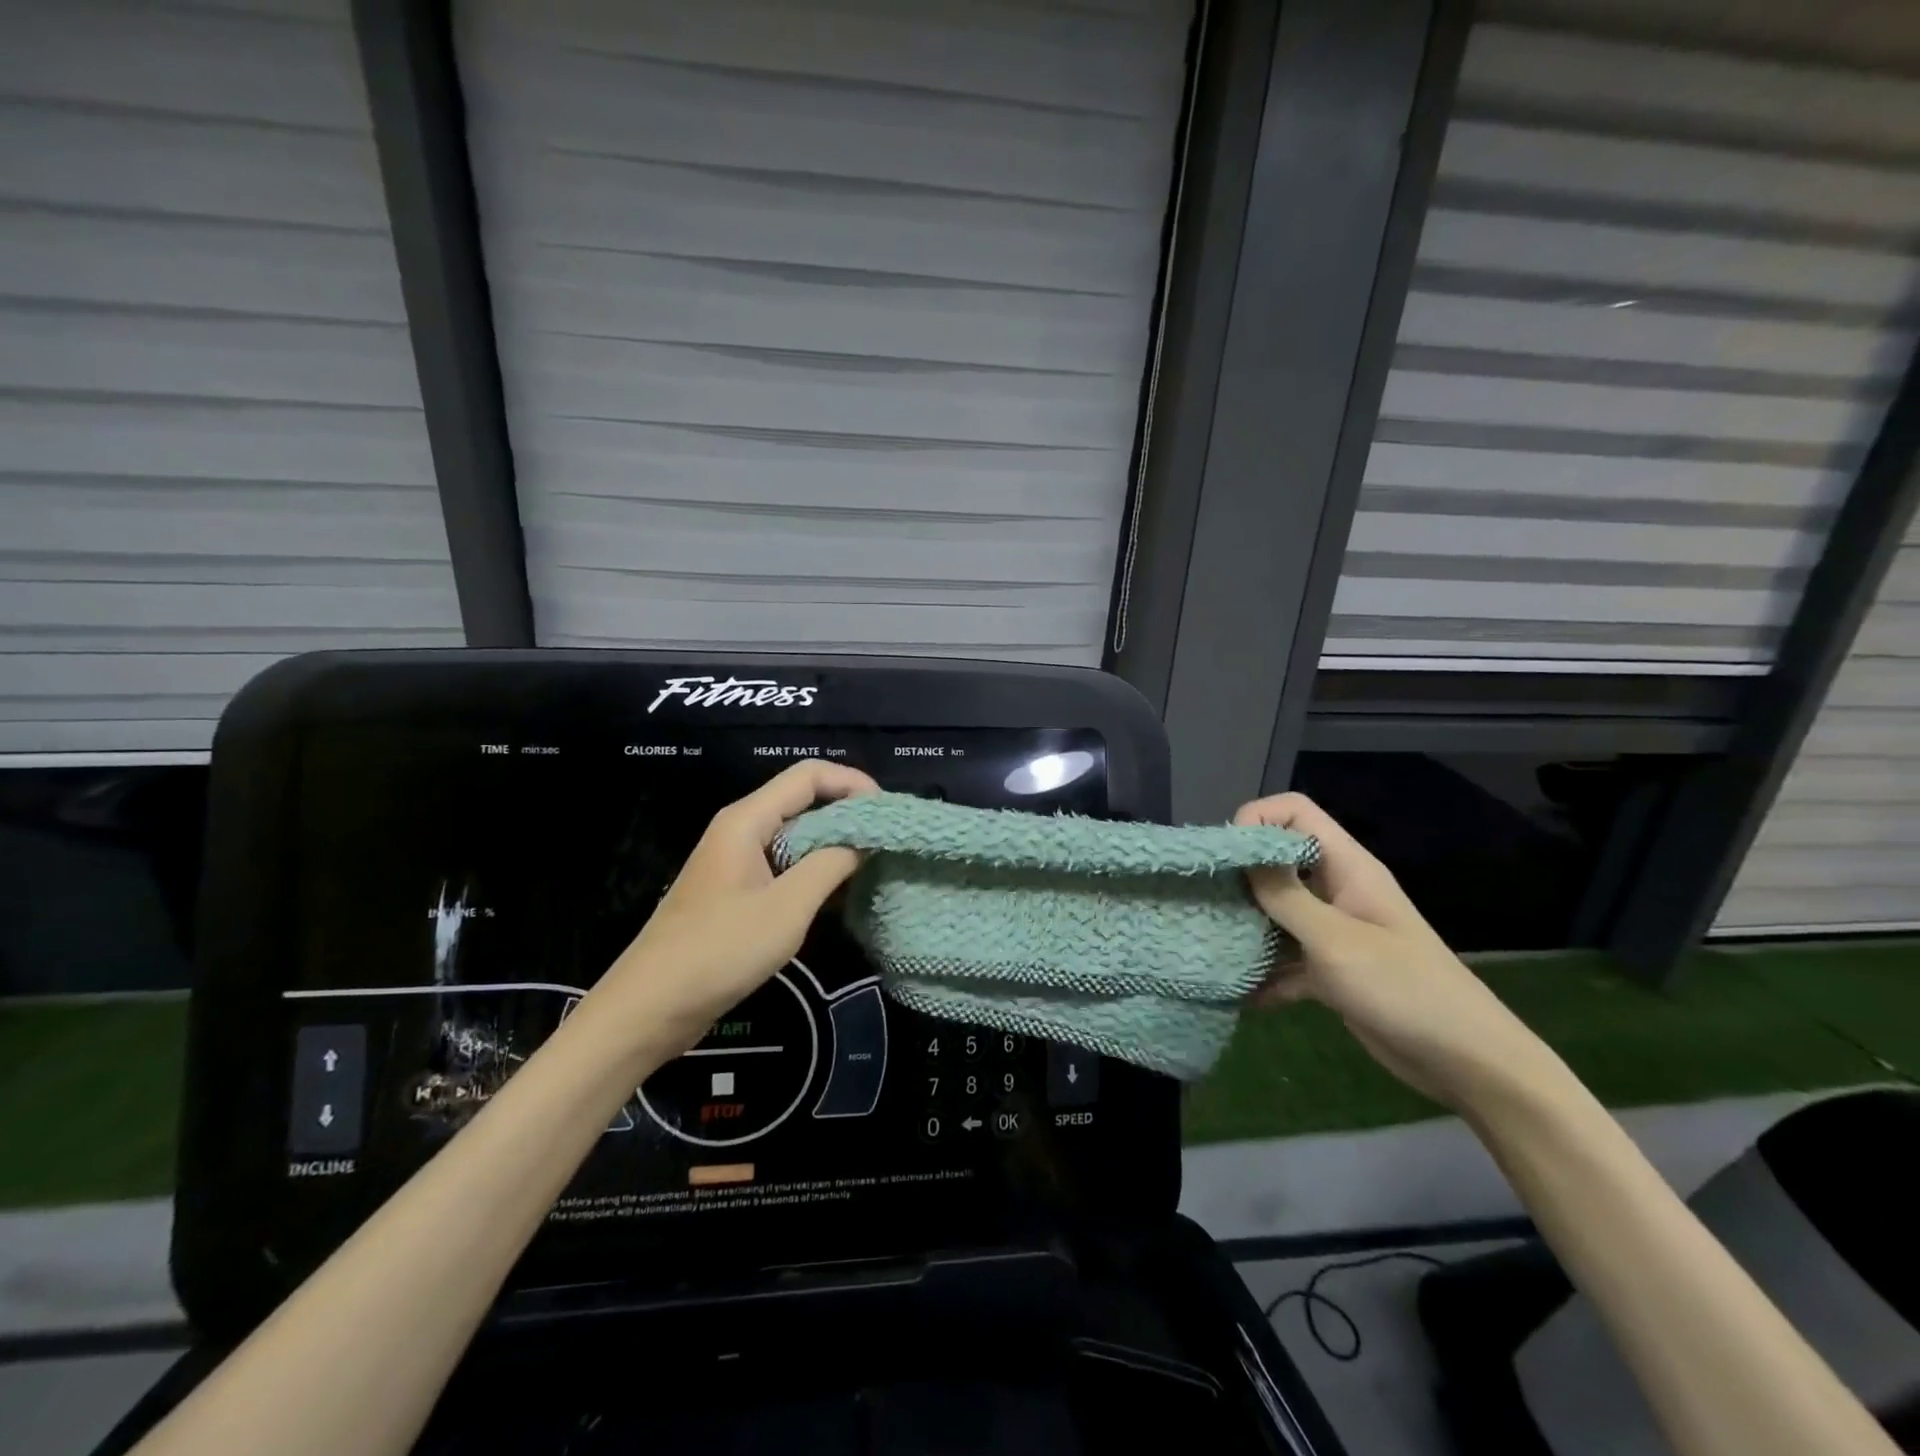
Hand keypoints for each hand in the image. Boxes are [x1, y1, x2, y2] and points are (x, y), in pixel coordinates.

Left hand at [576, 759, 878, 1063]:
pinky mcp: (737, 890)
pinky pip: (785, 864)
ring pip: (796, 834)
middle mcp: (742, 829)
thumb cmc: (719, 951)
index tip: (888, 813)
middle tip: (888, 841)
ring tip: (873, 866)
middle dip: (848, 814)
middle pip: (804, 800)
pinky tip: (840, 895)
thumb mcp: (787, 908)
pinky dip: (815, 870)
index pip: (809, 775)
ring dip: (834, 844)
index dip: (853, 783)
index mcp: (748, 820)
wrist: (649, 1007)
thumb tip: (864, 839)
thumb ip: (831, 864)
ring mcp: (737, 860)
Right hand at [1233, 792, 1561, 1111]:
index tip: (1227, 857)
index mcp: (1347, 868)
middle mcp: (1337, 891)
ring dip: (1247, 927)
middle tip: (1206, 902)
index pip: (1295, 812)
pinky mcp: (1330, 971)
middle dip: (1240, 877)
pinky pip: (1286, 959)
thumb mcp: (1335, 940)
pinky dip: (1264, 974)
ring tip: (1212, 946)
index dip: (1257, 820)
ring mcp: (1333, 932)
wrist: (1468, 1063)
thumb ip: (1284, 896)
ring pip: (1277, 912)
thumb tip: (1241, 857)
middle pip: (1278, 861)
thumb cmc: (1404, 989)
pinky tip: (1239, 995)